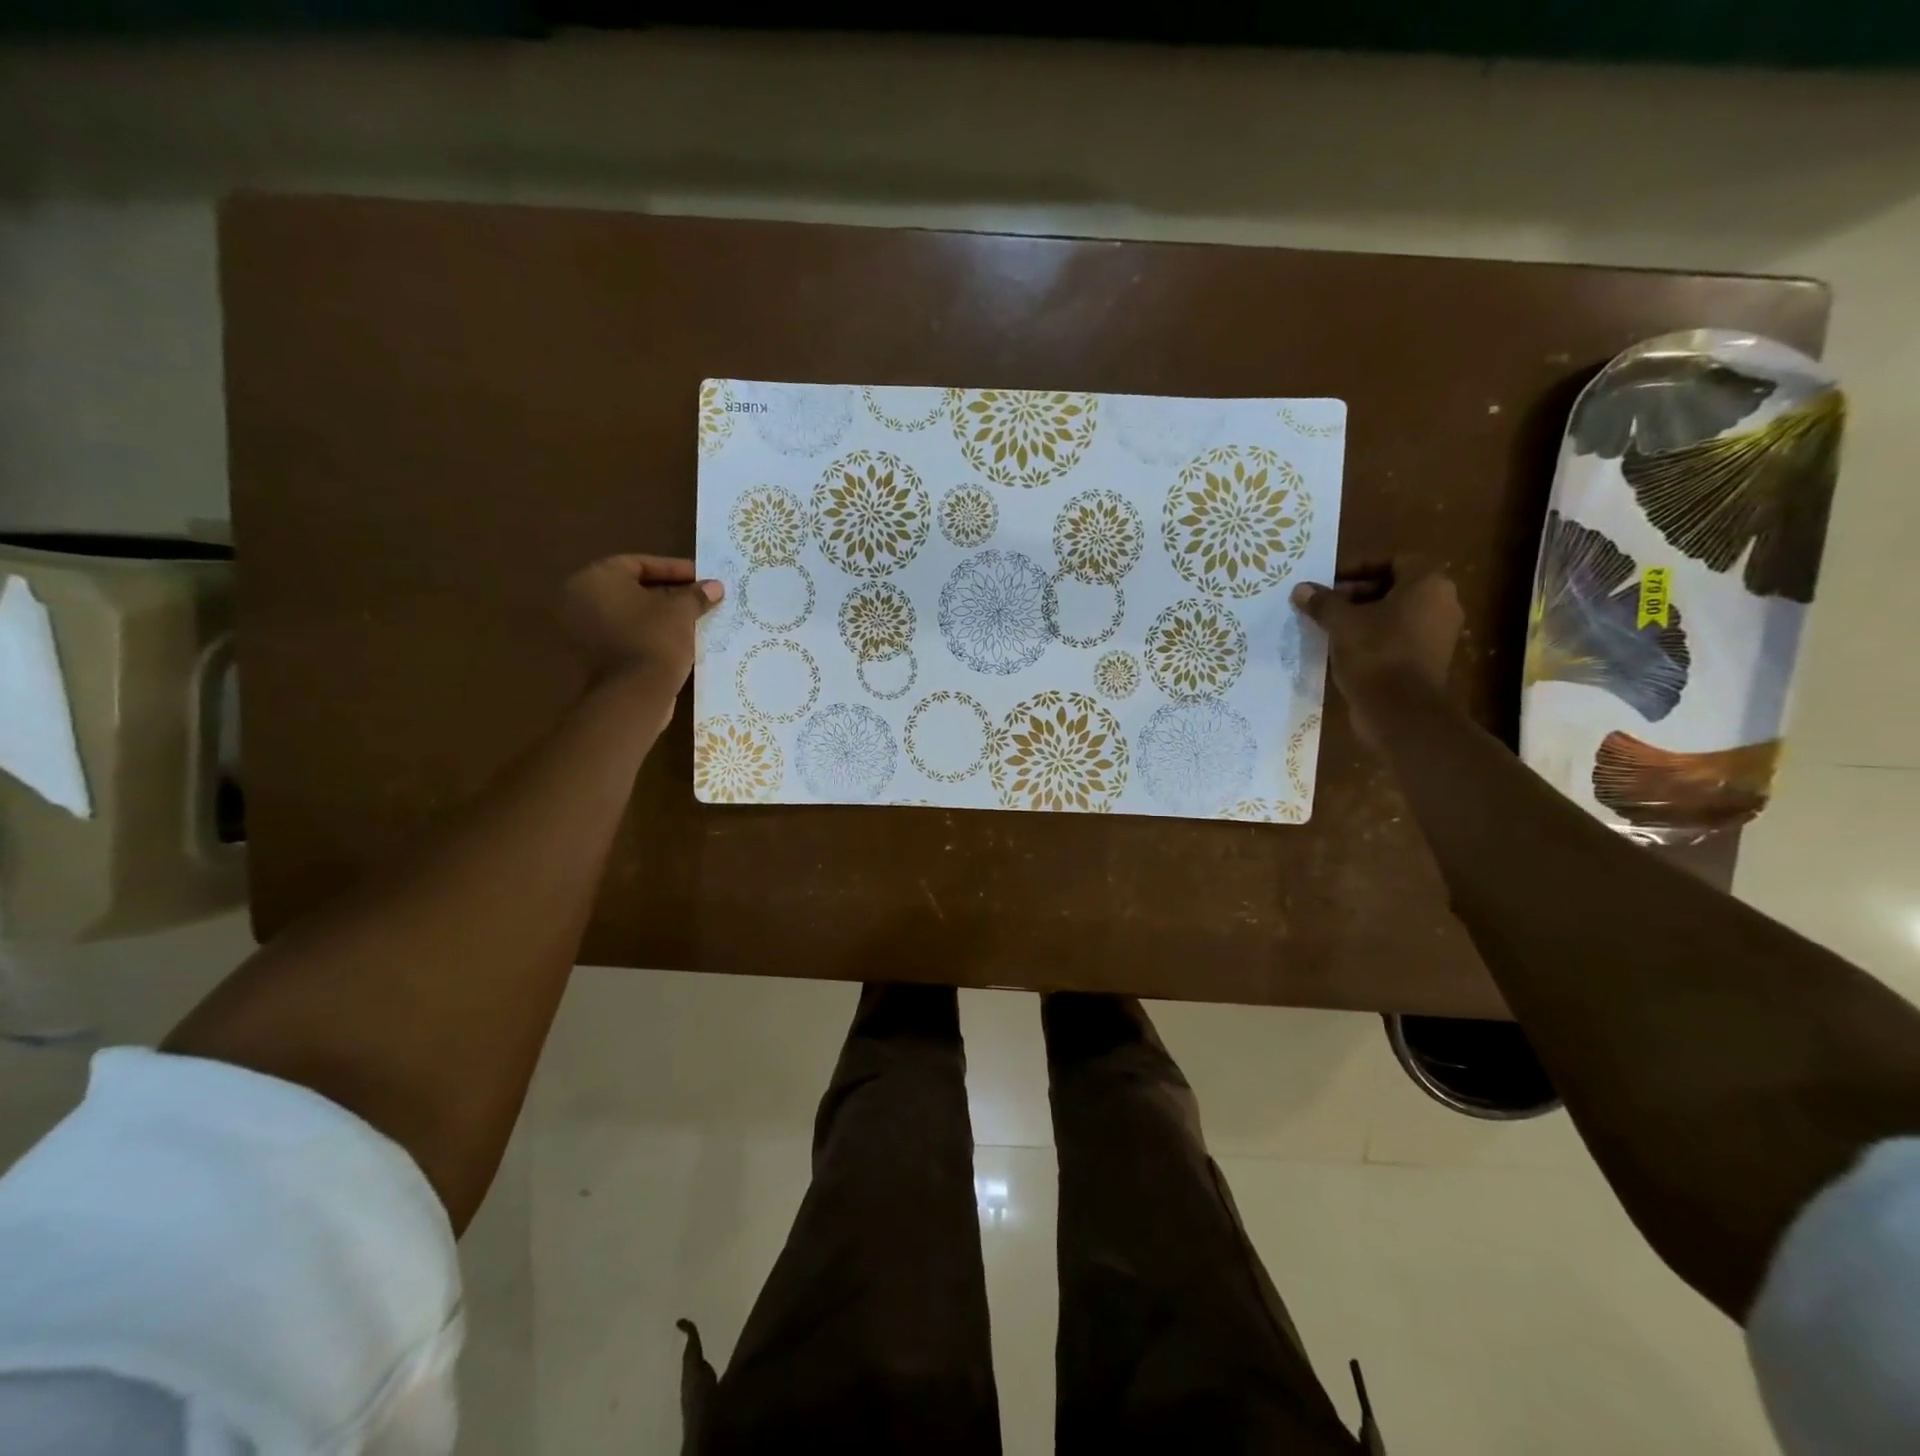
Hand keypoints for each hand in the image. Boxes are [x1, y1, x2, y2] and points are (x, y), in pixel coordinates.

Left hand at [560, 554, 721, 698]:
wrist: (633, 696)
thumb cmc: (654, 641)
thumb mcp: (682, 612)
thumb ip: (696, 595)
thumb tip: (715, 586)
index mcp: (596, 578)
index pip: (640, 563)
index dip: (675, 569)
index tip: (702, 577)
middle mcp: (580, 599)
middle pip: (633, 589)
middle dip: (669, 592)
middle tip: (700, 597)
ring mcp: (583, 630)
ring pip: (631, 614)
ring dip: (661, 615)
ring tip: (694, 619)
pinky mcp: (593, 656)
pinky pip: (626, 635)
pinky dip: (649, 634)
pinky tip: (678, 639)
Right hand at [1291, 557, 1462, 747]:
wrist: (1400, 711)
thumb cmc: (1375, 654)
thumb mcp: (1341, 623)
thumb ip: (1322, 602)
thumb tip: (1301, 588)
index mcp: (1428, 584)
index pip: (1394, 560)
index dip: (1359, 567)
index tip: (1330, 582)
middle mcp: (1442, 604)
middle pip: (1395, 587)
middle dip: (1357, 594)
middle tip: (1326, 606)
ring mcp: (1438, 634)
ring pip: (1395, 614)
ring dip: (1363, 618)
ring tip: (1330, 628)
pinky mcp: (1428, 660)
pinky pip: (1398, 638)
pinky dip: (1374, 638)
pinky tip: (1344, 650)